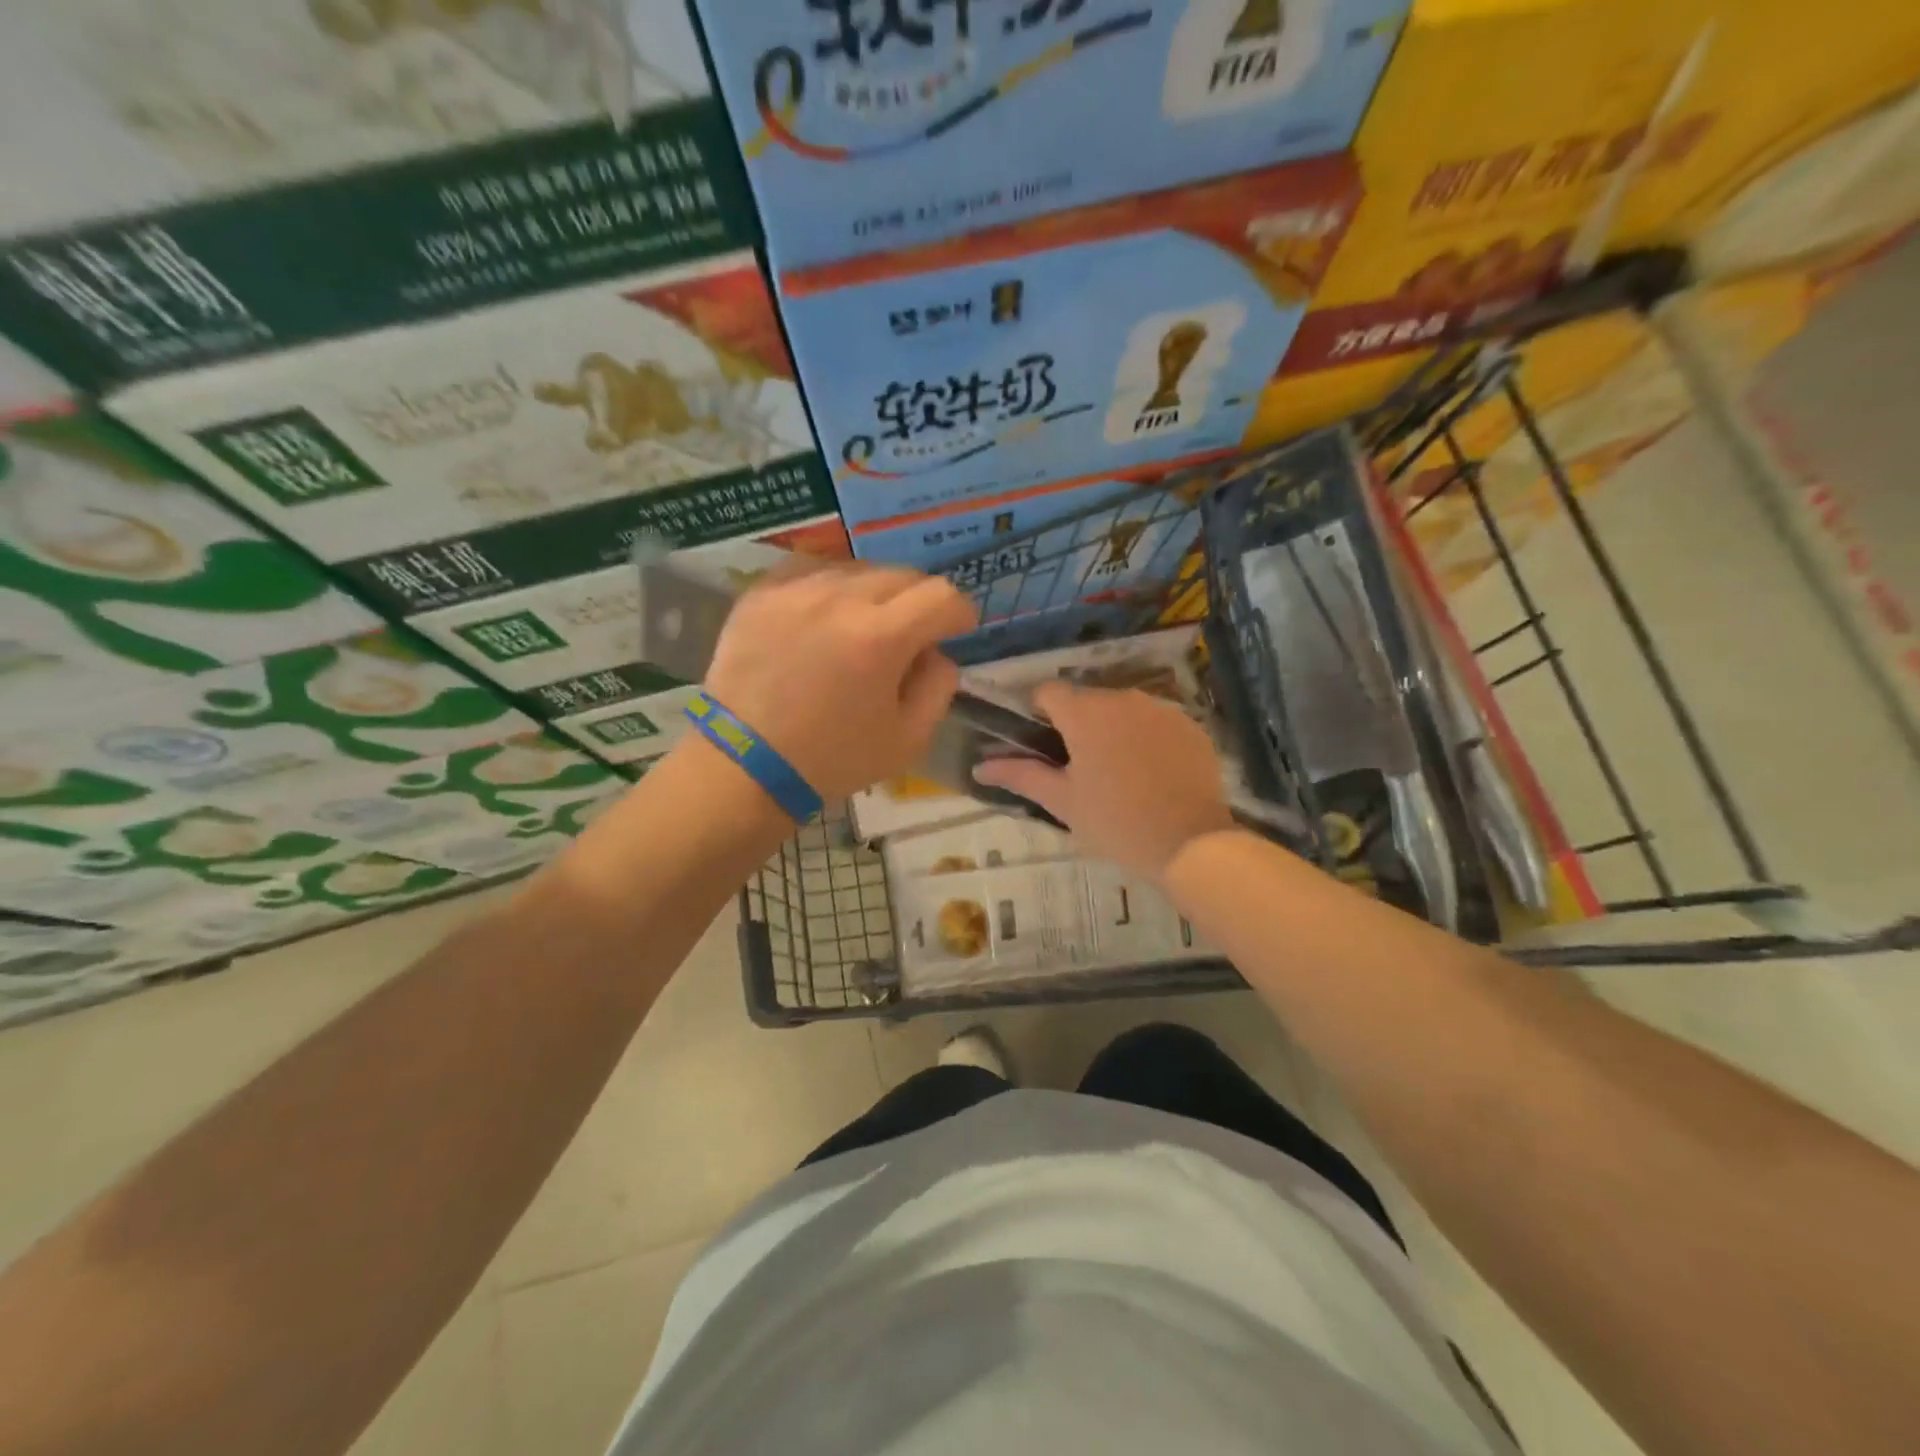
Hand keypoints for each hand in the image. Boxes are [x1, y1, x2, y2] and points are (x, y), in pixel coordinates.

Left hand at [703, 564, 977, 799]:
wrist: (745, 765)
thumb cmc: (832, 759)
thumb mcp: (908, 740)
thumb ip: (939, 686)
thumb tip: (936, 652)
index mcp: (881, 637)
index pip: (942, 595)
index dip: (959, 613)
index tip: (956, 631)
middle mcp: (840, 599)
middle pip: (903, 575)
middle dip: (919, 602)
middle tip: (911, 634)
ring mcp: (795, 590)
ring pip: (858, 568)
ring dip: (875, 593)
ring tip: (863, 625)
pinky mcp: (760, 593)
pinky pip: (811, 569)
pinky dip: (830, 585)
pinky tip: (824, 613)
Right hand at [972, 683, 1235, 879]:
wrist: (1191, 843)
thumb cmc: (1116, 823)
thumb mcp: (1062, 802)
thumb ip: (1020, 775)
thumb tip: (980, 765)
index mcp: (1085, 713)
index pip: (1047, 691)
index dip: (1037, 712)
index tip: (1039, 743)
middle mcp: (1123, 698)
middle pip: (1086, 699)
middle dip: (1076, 725)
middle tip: (1077, 768)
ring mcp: (1161, 709)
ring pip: (1122, 709)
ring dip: (1112, 729)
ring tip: (1116, 772)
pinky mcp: (1190, 725)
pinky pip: (1155, 721)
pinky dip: (1145, 738)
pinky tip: (1150, 773)